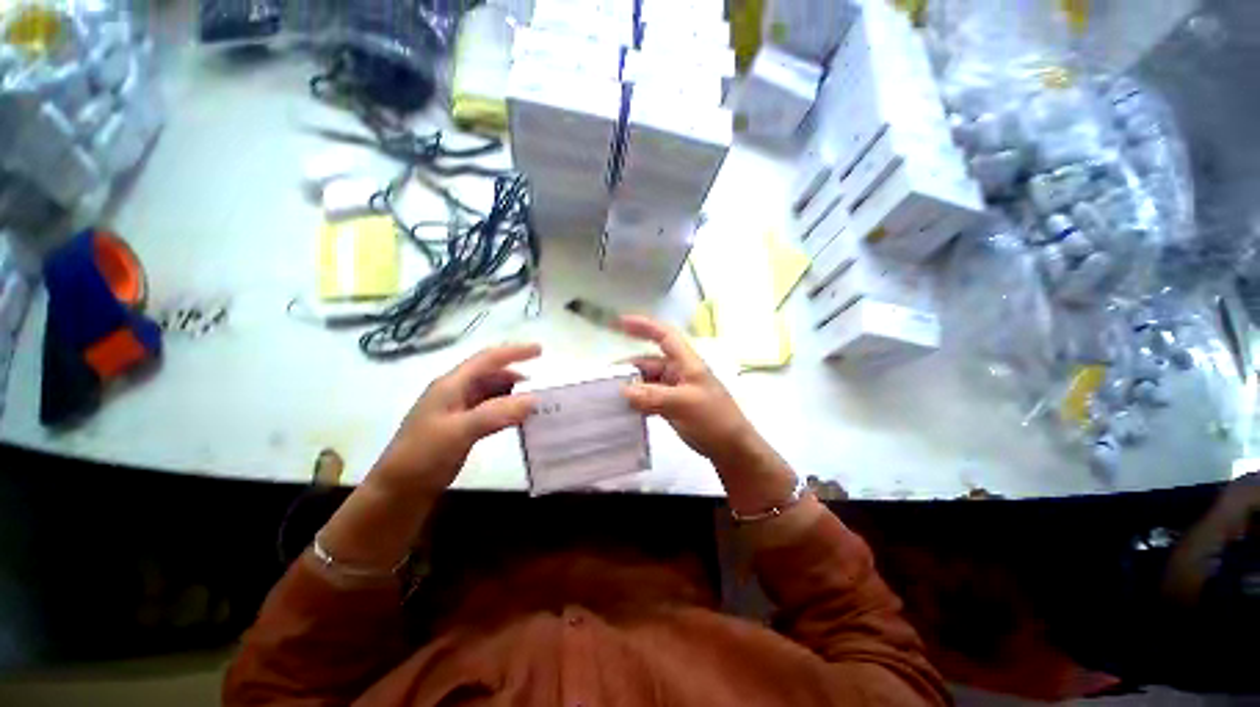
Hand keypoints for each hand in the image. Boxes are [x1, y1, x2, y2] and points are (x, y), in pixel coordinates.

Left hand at [368, 343, 540, 498]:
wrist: (399, 490)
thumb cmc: (424, 454)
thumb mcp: (460, 431)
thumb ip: (497, 413)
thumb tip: (534, 399)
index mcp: (452, 385)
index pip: (487, 359)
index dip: (514, 352)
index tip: (540, 350)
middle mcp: (456, 392)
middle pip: (491, 374)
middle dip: (516, 374)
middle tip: (542, 383)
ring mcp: (458, 410)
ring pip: (492, 393)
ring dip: (513, 393)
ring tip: (535, 400)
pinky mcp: (462, 427)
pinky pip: (491, 410)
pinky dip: (507, 410)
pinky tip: (519, 418)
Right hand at [618, 315, 795, 512]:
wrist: (731, 448)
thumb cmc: (714, 419)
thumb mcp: (684, 404)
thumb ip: (652, 396)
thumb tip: (622, 391)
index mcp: (686, 363)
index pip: (664, 335)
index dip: (643, 325)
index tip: (619, 322)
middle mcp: (679, 372)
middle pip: (649, 361)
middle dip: (628, 367)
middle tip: (604, 378)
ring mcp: (675, 389)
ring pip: (647, 381)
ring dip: (631, 386)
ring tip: (608, 396)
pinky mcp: (672, 405)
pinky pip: (649, 397)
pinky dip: (637, 401)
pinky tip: (624, 409)